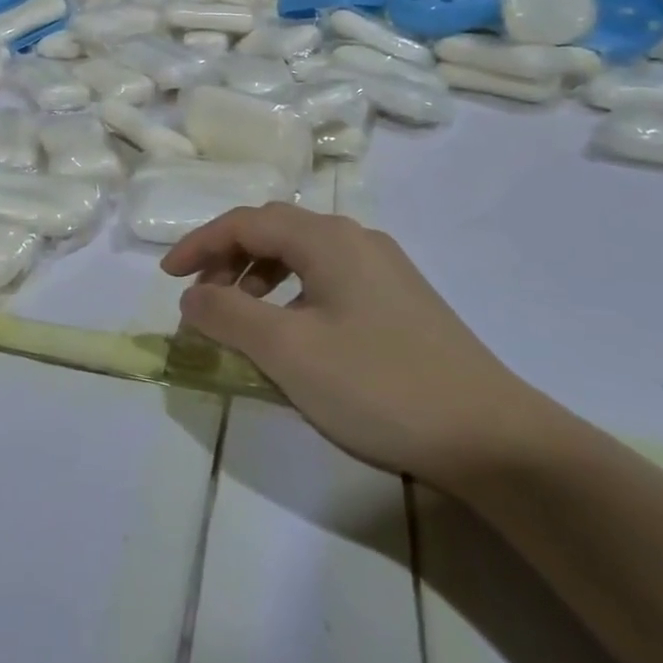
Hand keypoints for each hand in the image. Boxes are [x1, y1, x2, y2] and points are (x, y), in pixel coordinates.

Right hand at [162, 204, 541, 483]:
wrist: (495, 439)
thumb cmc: (379, 385)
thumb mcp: (287, 352)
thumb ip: (228, 315)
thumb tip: (191, 297)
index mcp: (328, 239)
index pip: (246, 222)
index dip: (199, 245)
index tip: (167, 277)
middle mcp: (357, 240)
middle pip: (274, 231)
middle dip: (228, 259)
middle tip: (201, 298)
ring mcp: (385, 270)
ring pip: (303, 256)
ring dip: (259, 278)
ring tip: (242, 319)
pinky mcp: (402, 302)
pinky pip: (328, 280)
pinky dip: (292, 295)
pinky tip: (294, 335)